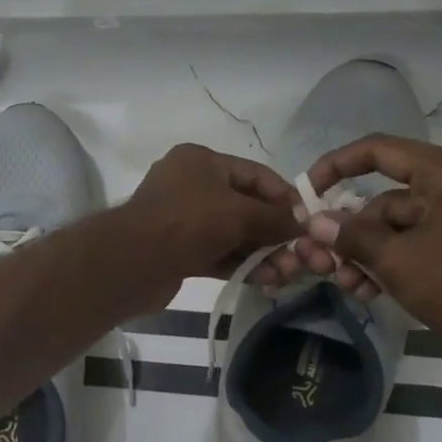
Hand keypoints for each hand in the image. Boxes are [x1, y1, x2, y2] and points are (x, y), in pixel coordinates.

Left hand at [118, 144, 299, 305]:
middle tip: (300, 256)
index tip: (309, 220)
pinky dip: (241, 265)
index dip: (284, 196)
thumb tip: (301, 223)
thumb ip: (274, 218)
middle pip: (244, 206)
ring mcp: (182, 220)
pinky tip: (265, 281)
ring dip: (261, 253)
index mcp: (201, 161)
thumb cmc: (187, 223)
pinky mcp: (179, 251)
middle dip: (274, 232)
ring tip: (287, 274)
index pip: (254, 174)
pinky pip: (218, 254)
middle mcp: (190, 185)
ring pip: (232, 234)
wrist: (132, 262)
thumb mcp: (238, 213)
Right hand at [290, 135, 441, 372]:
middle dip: (351, 232)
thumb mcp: (395, 259)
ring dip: (367, 254)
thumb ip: (350, 235)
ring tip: (347, 285)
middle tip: (322, 261)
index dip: (336, 166)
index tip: (307, 191)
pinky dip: (393, 263)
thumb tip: (314, 222)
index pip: (379, 150)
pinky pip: (419, 244)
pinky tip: (369, 291)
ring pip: (399, 227)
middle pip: (386, 198)